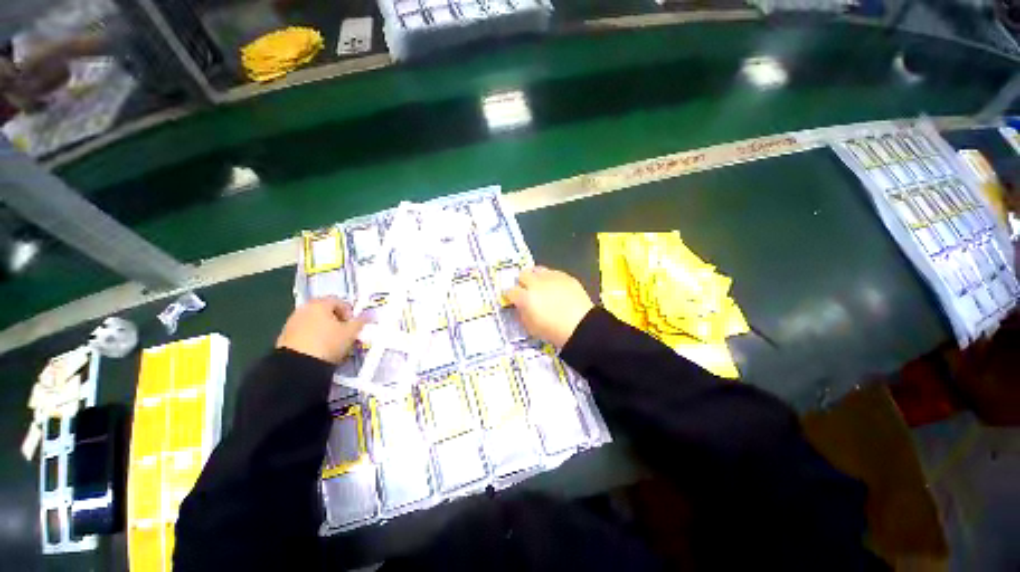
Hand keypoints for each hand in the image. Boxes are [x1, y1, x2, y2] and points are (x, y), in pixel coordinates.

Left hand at [276, 297, 364, 363]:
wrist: (297, 366)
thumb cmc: (328, 343)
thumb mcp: (350, 333)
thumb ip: (360, 322)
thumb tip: (368, 315)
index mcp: (320, 304)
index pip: (339, 301)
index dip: (350, 312)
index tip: (354, 325)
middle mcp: (304, 308)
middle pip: (325, 311)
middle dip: (337, 321)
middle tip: (345, 333)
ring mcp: (292, 322)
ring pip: (314, 322)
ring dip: (325, 329)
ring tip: (333, 343)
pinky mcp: (284, 336)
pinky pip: (305, 332)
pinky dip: (313, 337)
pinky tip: (320, 349)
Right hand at [504, 266, 594, 348]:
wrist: (580, 325)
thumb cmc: (553, 331)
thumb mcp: (531, 327)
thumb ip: (522, 314)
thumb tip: (520, 306)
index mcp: (525, 298)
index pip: (511, 291)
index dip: (511, 296)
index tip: (514, 300)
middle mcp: (536, 283)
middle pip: (523, 275)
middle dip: (523, 282)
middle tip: (527, 291)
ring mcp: (551, 277)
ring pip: (537, 269)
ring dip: (536, 277)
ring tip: (541, 286)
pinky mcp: (565, 276)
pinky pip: (553, 272)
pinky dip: (551, 279)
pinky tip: (556, 288)